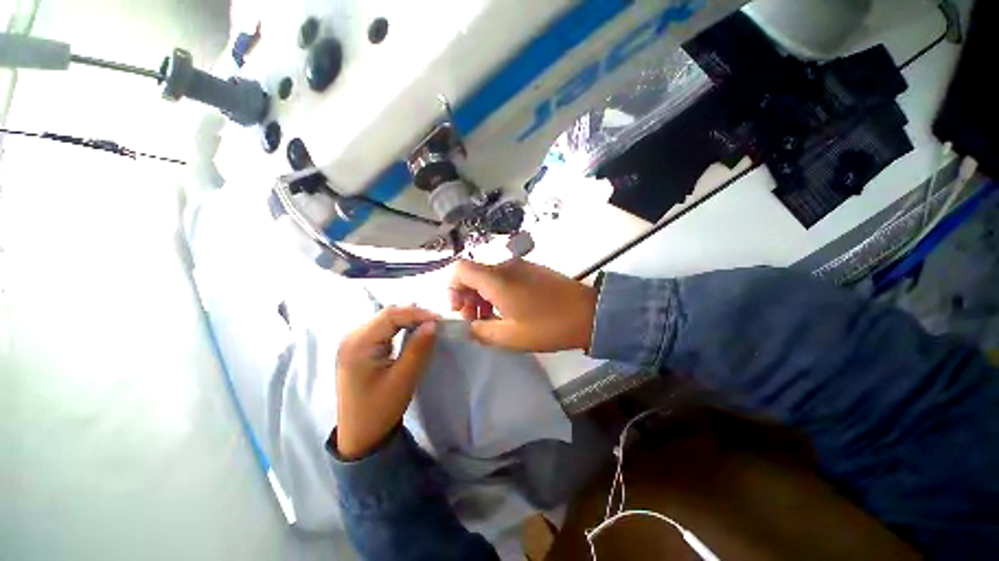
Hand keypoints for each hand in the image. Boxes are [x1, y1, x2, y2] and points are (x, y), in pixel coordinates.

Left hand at [335, 306, 437, 460]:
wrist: (360, 435)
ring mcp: (353, 341)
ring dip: (407, 319)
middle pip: (386, 314)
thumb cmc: (380, 409)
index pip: (390, 315)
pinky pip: (382, 328)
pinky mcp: (359, 347)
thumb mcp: (403, 379)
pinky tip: (412, 330)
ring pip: (385, 319)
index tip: (439, 319)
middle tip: (436, 321)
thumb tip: (433, 323)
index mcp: (357, 344)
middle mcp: (351, 337)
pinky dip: (400, 326)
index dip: (416, 313)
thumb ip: (418, 348)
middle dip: (413, 314)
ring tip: (428, 324)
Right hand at [449, 259, 596, 352]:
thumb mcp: (510, 337)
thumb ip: (480, 331)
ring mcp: (521, 266)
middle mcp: (506, 266)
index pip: (460, 269)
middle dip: (467, 296)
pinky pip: (505, 277)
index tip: (459, 309)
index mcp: (497, 279)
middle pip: (474, 274)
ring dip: (483, 296)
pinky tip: (509, 310)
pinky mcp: (533, 270)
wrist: (588, 313)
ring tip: (491, 319)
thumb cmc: (547, 326)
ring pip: (490, 276)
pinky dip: (498, 292)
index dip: (452, 288)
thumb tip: (467, 327)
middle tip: (475, 320)